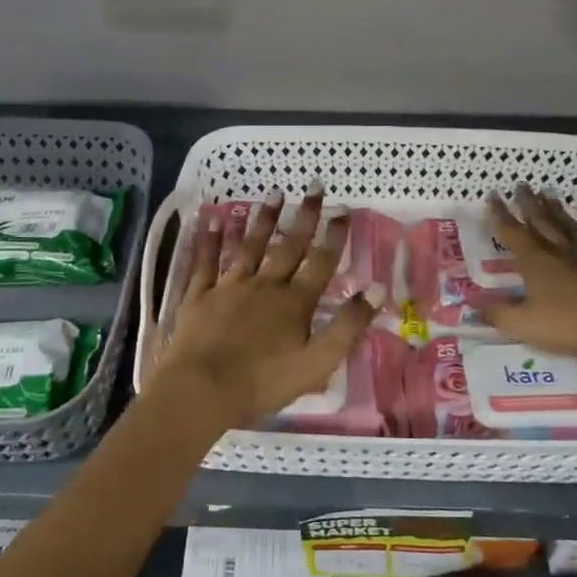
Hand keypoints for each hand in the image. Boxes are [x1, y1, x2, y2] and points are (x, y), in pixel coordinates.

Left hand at [154, 190, 383, 425]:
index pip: (320, 262)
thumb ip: (348, 326)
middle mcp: (265, 285)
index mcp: (295, 303)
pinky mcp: (199, 295)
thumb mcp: (317, 362)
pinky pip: (206, 261)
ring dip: (263, 219)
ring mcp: (229, 287)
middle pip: (288, 246)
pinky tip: (213, 218)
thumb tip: (377, 289)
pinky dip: (210, 239)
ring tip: (274, 192)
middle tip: (313, 186)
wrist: (202, 390)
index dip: (334, 236)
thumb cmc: (263, 382)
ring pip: (250, 246)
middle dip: (303, 216)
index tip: (343, 208)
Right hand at [479, 186, 576, 360]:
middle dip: (528, 202)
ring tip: (548, 194)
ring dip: (555, 208)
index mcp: (534, 260)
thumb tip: (475, 308)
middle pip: (540, 219)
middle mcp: (558, 249)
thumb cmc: (567, 325)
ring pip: (566, 224)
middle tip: (521, 185)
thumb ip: (498, 315)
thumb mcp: (523, 325)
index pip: (511, 231)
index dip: (499, 213)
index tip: (492, 195)